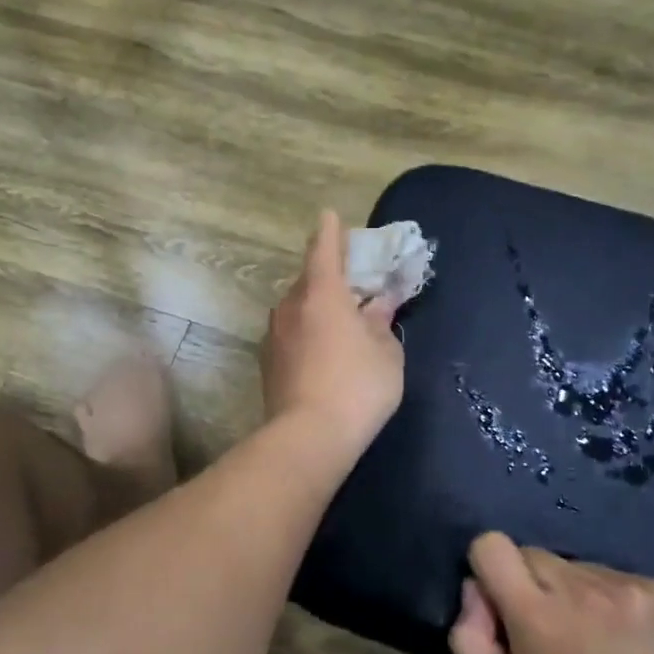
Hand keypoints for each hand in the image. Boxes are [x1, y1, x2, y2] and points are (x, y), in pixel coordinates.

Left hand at [260, 210, 404, 457]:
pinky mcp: (266, 362)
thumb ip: (381, 322)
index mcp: (323, 293)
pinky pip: (289, 333)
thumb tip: (378, 304)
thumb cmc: (358, 387)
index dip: (329, 232)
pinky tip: (321, 352)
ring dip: (315, 307)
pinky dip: (305, 332)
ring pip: (297, 308)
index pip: (324, 249)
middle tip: (351, 285)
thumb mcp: (386, 354)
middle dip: (328, 277)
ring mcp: (274, 334)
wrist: (308, 437)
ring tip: (338, 323)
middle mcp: (291, 306)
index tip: (329, 215)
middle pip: (309, 280)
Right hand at [448, 532, 653, 653]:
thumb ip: (468, 638)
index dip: (489, 568)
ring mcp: (628, 588)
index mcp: (537, 616)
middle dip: (531, 584)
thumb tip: (474, 588)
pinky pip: (613, 575)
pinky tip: (621, 635)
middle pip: (532, 554)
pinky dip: (608, 598)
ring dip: (572, 592)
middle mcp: (582, 590)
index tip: (502, 600)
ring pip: (573, 566)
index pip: (492, 546)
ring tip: (591, 635)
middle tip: (548, 627)